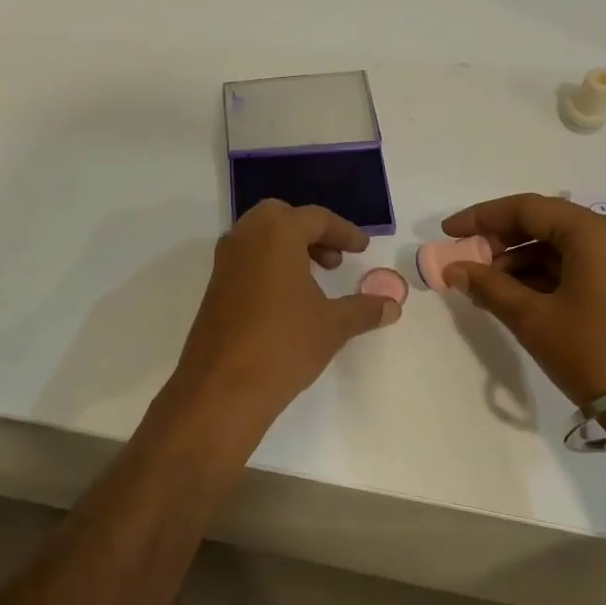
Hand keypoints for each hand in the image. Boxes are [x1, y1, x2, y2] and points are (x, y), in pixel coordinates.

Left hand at [166, 199, 397, 442]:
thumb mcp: (333, 325)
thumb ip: (364, 309)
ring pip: (258, 238)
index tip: (362, 249)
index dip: (343, 232)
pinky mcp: (214, 288)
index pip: (315, 218)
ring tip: (314, 280)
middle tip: (334, 259)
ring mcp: (224, 263)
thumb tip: (392, 306)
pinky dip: (268, 266)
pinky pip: (245, 261)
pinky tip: (287, 300)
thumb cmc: (284, 344)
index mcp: (276, 234)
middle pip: (280, 217)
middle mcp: (245, 238)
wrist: (222, 387)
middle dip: (310, 232)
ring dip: (287, 248)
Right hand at [438, 193, 605, 410]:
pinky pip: (581, 268)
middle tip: (467, 263)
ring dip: (522, 263)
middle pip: (547, 224)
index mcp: (594, 234)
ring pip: (563, 249)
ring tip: (487, 289)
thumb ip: (488, 287)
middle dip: (502, 241)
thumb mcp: (532, 318)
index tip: (448, 232)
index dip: (482, 217)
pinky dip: (547, 278)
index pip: (527, 208)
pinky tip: (520, 299)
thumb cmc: (592, 353)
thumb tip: (454, 269)